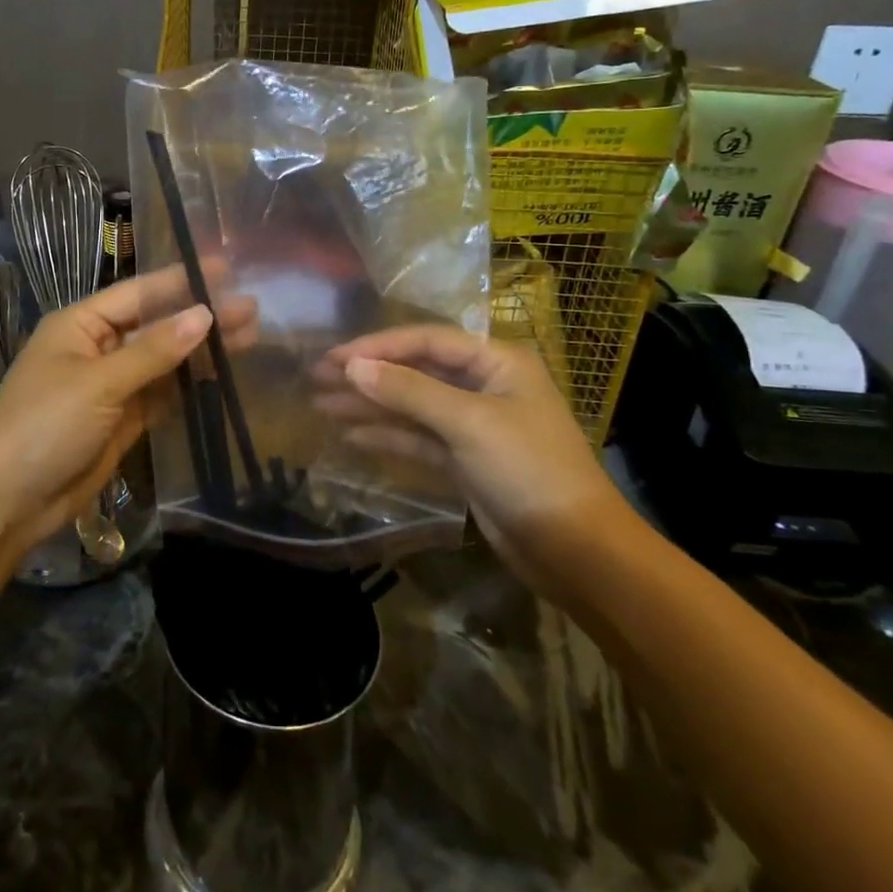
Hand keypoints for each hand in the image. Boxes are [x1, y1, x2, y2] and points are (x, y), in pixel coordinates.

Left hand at [0, 268, 256, 558]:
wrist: (8, 502)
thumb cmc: (44, 426)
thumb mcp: (99, 383)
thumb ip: (154, 350)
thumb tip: (205, 314)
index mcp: (81, 324)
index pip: (139, 293)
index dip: (182, 281)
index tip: (227, 271)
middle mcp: (97, 347)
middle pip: (156, 326)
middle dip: (200, 317)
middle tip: (252, 309)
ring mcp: (111, 385)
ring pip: (164, 360)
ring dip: (201, 351)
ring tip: (250, 338)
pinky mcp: (122, 419)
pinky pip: (162, 393)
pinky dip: (190, 385)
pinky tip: (223, 375)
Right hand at [314, 326, 628, 589]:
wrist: (575, 550)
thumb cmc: (528, 470)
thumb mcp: (468, 423)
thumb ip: (408, 391)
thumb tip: (352, 366)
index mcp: (496, 362)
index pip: (427, 341)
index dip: (378, 346)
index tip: (334, 357)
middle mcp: (484, 386)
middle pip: (415, 371)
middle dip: (367, 374)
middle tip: (316, 377)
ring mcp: (473, 425)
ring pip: (411, 406)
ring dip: (370, 405)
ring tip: (321, 405)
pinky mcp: (464, 460)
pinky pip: (417, 438)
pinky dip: (387, 436)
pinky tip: (351, 435)